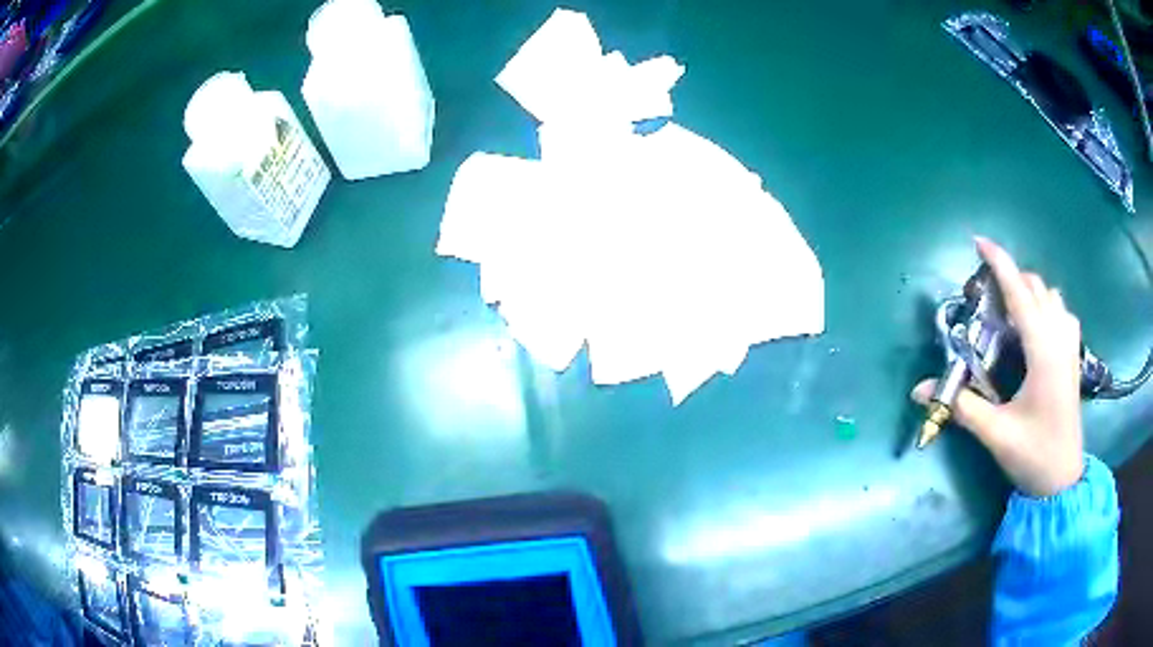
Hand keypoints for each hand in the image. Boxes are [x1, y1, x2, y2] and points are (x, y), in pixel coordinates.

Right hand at [912, 237, 1084, 497]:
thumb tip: (919, 390)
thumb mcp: (995, 433)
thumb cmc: (1033, 454)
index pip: (1020, 292)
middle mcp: (1059, 339)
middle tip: (987, 295)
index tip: (978, 241)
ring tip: (1011, 309)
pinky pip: (1063, 313)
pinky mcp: (1074, 357)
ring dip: (1031, 291)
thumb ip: (962, 406)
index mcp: (1043, 351)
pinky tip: (1038, 326)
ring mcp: (1070, 347)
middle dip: (1012, 278)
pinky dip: (1048, 306)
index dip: (999, 263)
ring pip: (1053, 296)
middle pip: (1037, 287)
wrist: (1062, 480)